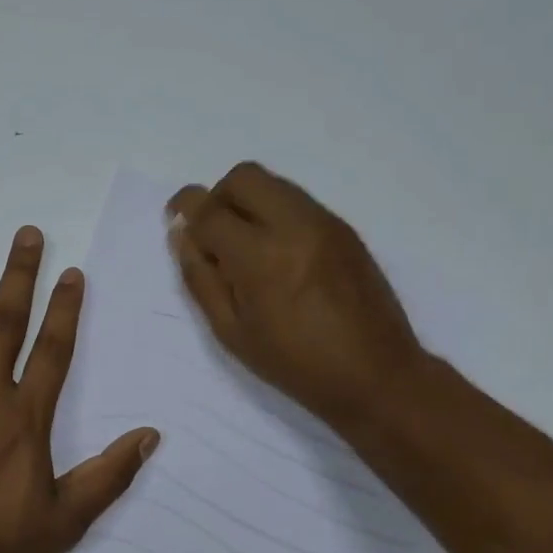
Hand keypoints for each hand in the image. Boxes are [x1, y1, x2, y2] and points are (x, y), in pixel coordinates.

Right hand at [167, 162, 427, 431]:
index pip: (210, 210)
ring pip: (274, 183)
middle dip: (218, 196)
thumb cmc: (294, 363)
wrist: (376, 374)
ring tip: (246, 246)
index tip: (175, 217)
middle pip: (244, 177)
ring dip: (248, 202)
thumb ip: (200, 278)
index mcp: (260, 257)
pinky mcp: (344, 229)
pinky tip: (278, 254)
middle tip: (213, 232)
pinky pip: (297, 201)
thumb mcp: (231, 331)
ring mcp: (325, 223)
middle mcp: (294, 226)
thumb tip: (182, 234)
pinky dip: (275, 213)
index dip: (185, 208)